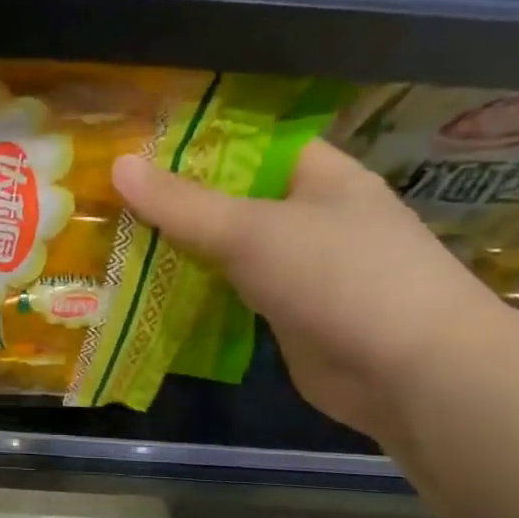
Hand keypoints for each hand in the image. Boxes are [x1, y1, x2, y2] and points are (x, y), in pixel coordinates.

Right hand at [112, 138, 513, 443]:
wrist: (409, 373)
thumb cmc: (339, 278)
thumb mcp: (252, 231)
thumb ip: (182, 204)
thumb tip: (118, 165)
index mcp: (320, 177)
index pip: (252, 145)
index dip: (197, 144)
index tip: (137, 149)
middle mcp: (311, 218)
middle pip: (232, 199)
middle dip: (174, 202)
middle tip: (108, 199)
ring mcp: (300, 270)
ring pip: (226, 250)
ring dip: (178, 250)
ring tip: (113, 241)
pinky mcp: (285, 315)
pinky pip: (229, 293)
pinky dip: (192, 292)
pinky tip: (144, 291)